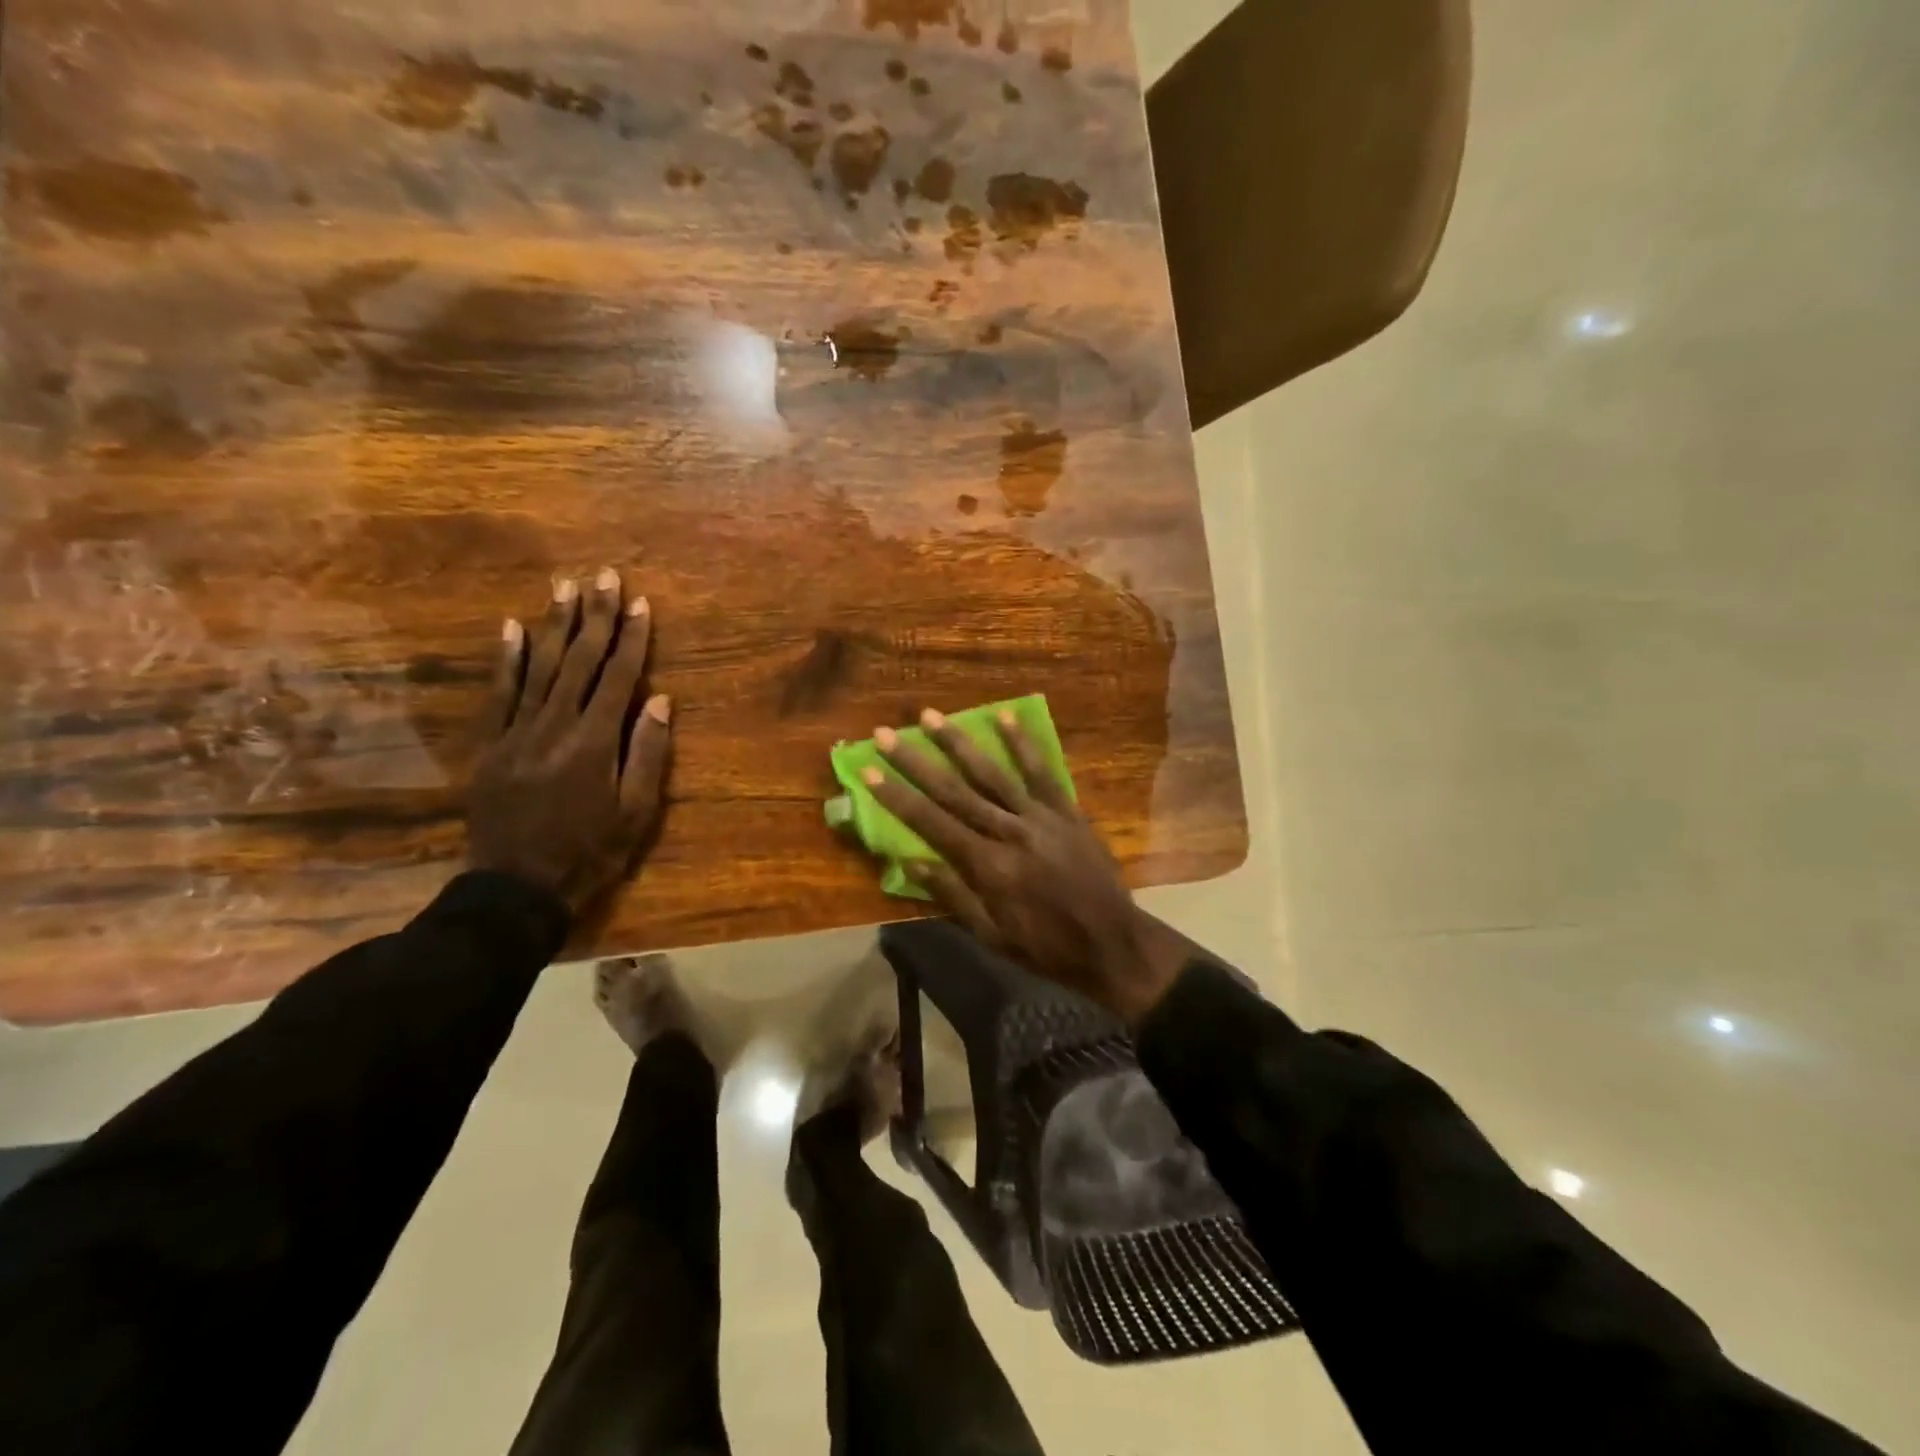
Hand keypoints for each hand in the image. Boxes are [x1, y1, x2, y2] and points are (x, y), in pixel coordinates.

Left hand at [468, 569, 671, 914]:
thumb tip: (660, 700)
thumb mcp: (637, 812)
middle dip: (596, 616)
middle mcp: (556, 725)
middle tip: (604, 576)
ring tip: (565, 587)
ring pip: (540, 667)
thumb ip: (648, 753)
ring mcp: (518, 731)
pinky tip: (512, 628)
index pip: (619, 677)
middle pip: (580, 661)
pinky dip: (506, 659)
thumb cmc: (590, 852)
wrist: (517, 888)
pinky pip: (499, 693)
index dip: (632, 638)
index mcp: (596, 741)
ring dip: (554, 624)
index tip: (641, 603)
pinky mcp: (491, 744)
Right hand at [864, 709, 1191, 1025]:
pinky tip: (1005, 717)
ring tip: (931, 716)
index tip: (869, 769)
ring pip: (993, 773)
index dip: (897, 796)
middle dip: (916, 761)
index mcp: (987, 866)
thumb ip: (952, 895)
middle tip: (886, 732)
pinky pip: (1043, 772)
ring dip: (959, 742)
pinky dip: (1023, 744)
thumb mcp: (991, 935)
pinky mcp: (1067, 811)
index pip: (931, 823)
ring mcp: (1041, 817)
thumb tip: (910, 861)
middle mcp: (1009, 832)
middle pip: (955, 791)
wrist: (1112, 943)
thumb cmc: (1046, 947)